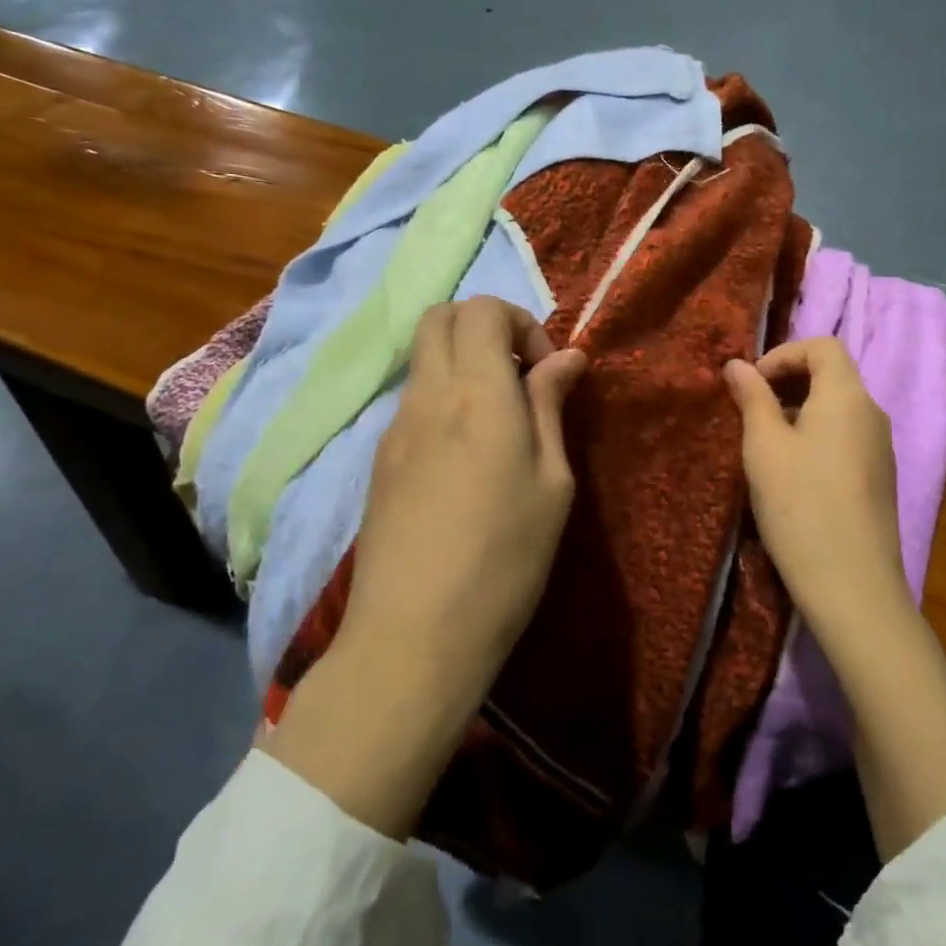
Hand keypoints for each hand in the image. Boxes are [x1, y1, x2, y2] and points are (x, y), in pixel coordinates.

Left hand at [347, 296, 588, 684]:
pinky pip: (413, 400)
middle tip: (521, 379)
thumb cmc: (505, 559)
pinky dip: (444, 398)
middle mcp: (428, 396)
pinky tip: (466, 457)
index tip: (547, 373)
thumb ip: (550, 407)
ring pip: (424, 358)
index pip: (482, 309)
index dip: (521, 323)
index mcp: (477, 394)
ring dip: (463, 364)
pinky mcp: (380, 460)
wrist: (415, 636)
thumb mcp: (552, 482)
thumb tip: (566, 358)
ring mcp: (395, 427)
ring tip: (500, 422)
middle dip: (486, 328)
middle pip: (441, 317)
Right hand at [723, 338, 910, 635]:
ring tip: (765, 444)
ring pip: (838, 408)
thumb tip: (737, 364)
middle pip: (833, 374)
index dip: (783, 354)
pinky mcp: (879, 477)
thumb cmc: (801, 505)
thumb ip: (752, 399)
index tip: (751, 384)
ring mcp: (881, 447)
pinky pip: (846, 436)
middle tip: (751, 411)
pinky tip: (793, 473)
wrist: (853, 585)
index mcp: (847, 396)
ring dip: (799, 410)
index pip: (822, 346)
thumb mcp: (764, 447)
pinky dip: (816, 435)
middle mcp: (872, 412)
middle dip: (788, 381)